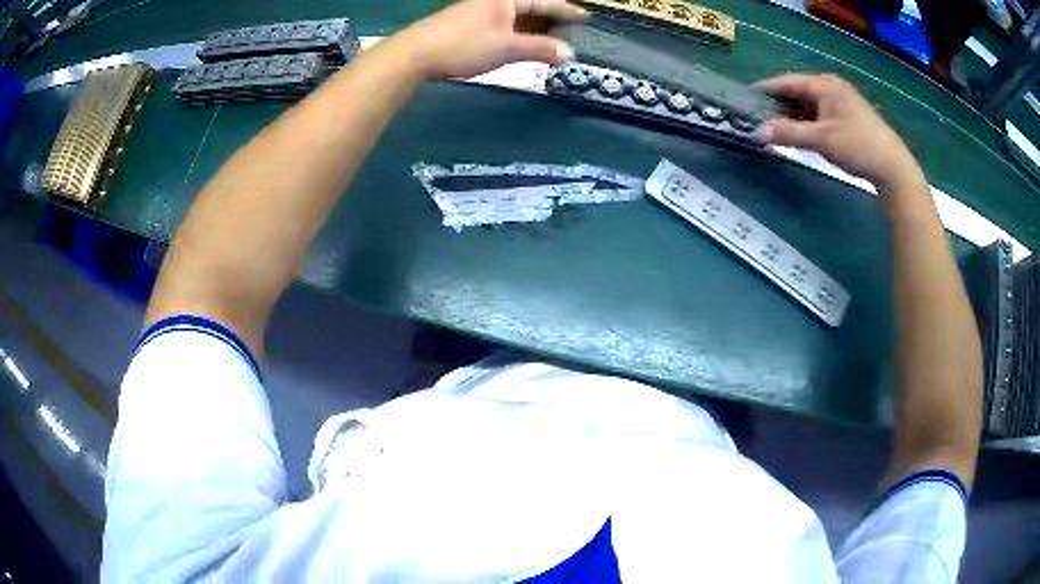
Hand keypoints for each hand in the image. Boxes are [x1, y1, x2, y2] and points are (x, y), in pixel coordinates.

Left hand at [395, 0, 585, 79]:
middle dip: (551, 16)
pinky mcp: (467, 22)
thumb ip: (540, 49)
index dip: (567, 10)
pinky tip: (520, 42)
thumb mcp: (507, 48)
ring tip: (550, 38)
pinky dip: (516, 31)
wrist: (416, 53)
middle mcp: (493, 0)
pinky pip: (502, 22)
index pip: (545, 1)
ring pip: (515, 14)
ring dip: (534, 25)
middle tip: (569, 28)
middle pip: (530, 5)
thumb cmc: (464, 45)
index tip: (585, 16)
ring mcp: (478, 10)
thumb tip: (568, 53)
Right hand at [754, 74, 924, 190]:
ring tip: (775, 129)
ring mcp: (842, 102)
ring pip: (809, 105)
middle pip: (797, 92)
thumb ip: (788, 133)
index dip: (766, 88)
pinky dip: (807, 123)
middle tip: (759, 118)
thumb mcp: (821, 140)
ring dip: (793, 116)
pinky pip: (820, 114)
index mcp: (824, 85)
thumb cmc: (858, 146)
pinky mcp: (848, 117)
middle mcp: (832, 87)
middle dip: (779, 105)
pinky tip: (800, 134)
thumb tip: (757, 132)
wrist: (893, 168)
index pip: (787, 81)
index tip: (746, 97)